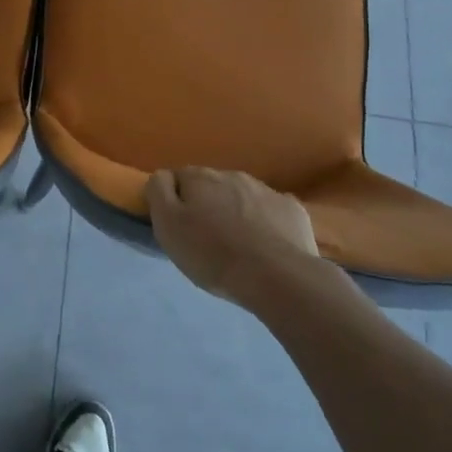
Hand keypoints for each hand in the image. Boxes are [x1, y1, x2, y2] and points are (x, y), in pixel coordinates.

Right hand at [146, 168, 323, 306]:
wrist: (276, 276)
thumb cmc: (212, 253)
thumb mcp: (167, 225)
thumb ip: (159, 191)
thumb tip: (163, 176)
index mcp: (201, 177)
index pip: (178, 178)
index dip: (175, 201)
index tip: (178, 226)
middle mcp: (233, 175)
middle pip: (212, 186)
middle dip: (207, 204)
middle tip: (206, 238)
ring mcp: (266, 190)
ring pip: (242, 196)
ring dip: (236, 212)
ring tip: (237, 245)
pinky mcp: (292, 209)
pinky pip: (271, 211)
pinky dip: (265, 222)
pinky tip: (266, 245)